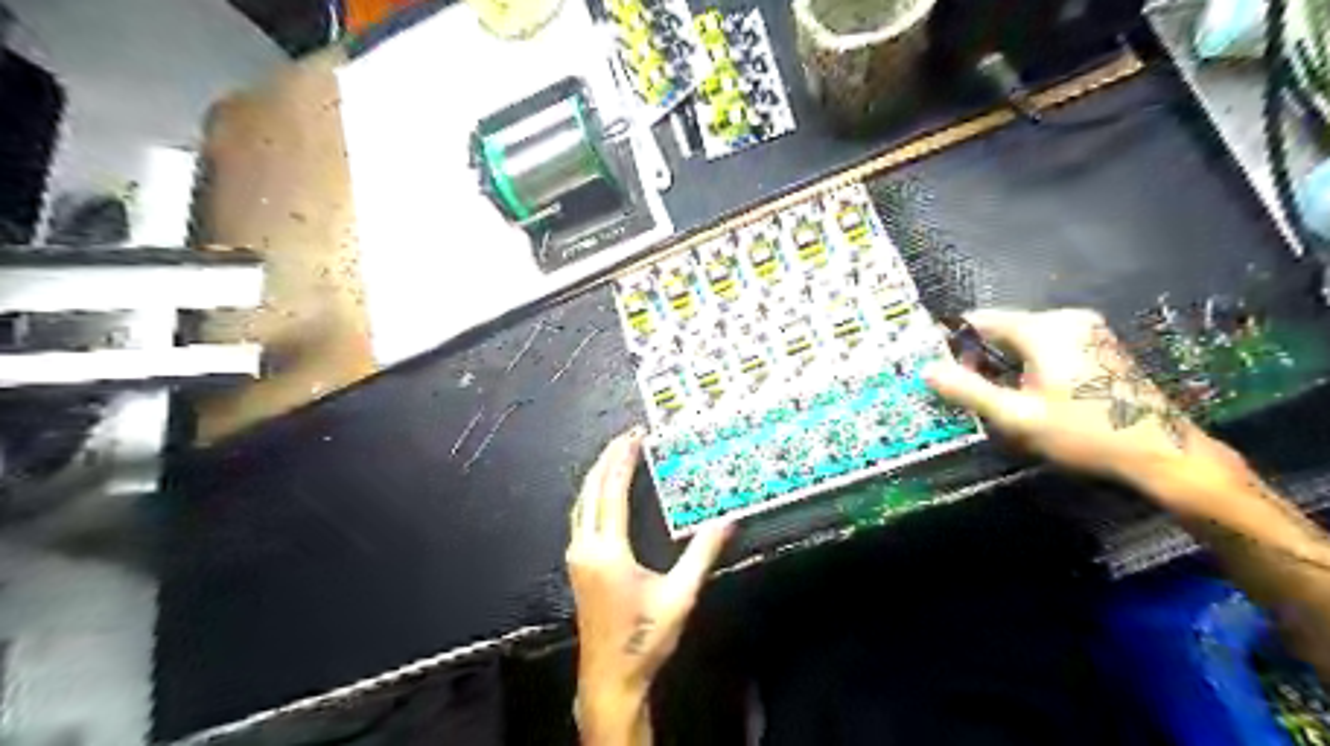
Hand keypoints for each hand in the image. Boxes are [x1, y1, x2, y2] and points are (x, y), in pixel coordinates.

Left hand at [561, 427, 724, 731]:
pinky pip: (579, 516)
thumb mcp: (680, 596)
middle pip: (591, 489)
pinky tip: (602, 492)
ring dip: (597, 474)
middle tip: (626, 436)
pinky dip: (591, 494)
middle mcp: (585, 547)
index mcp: (607, 550)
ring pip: (581, 502)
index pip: (612, 491)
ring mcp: (577, 557)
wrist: (609, 678)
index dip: (623, 460)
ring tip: (615, 454)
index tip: (635, 436)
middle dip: (608, 458)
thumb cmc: (645, 638)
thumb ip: (702, 554)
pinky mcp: (576, 566)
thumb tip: (728, 520)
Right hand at [920, 306, 1213, 486]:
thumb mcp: (1017, 417)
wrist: (1162, 453)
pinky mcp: (1099, 344)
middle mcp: (1066, 318)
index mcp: (1044, 328)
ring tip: (997, 397)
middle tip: (967, 391)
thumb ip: (968, 391)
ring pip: (1024, 338)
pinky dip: (1028, 363)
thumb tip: (926, 371)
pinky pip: (1047, 344)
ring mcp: (1087, 329)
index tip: (939, 367)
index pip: (981, 320)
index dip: (954, 341)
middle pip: (1003, 328)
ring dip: (1003, 362)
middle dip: (979, 356)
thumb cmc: (1084, 433)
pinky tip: (1030, 393)